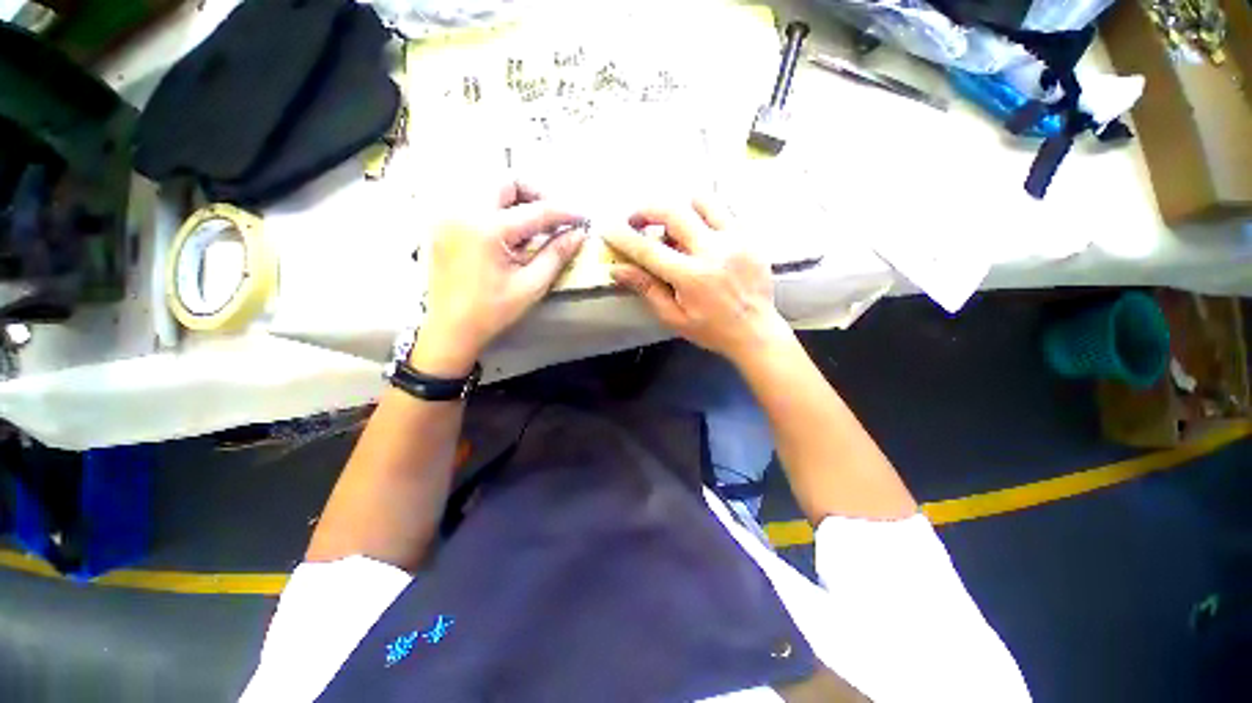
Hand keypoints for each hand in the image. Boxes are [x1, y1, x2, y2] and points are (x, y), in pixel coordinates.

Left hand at [414, 183, 586, 375]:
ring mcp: (448, 214)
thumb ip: (556, 255)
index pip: (536, 211)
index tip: (583, 217)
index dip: (564, 212)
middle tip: (552, 217)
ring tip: (532, 224)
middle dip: (535, 193)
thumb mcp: (531, 286)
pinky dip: (496, 206)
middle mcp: (463, 211)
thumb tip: (579, 234)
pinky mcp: (442, 223)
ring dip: (515, 198)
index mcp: (487, 229)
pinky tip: (508, 231)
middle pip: (505, 180)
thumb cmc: (493, 311)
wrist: (450, 328)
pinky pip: (473, 200)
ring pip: (487, 186)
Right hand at [604, 198, 790, 366]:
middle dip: (647, 209)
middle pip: (673, 211)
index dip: (623, 236)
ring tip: (671, 225)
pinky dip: (703, 214)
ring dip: (678, 207)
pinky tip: (698, 231)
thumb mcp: (674, 317)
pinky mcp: (750, 236)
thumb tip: (617, 270)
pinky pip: (723, 210)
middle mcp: (713, 251)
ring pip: (701, 201)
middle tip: (637, 220)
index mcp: (692, 277)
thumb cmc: (712, 330)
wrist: (756, 332)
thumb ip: (647, 289)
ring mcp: (735, 239)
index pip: (648, 249)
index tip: (607, 227)